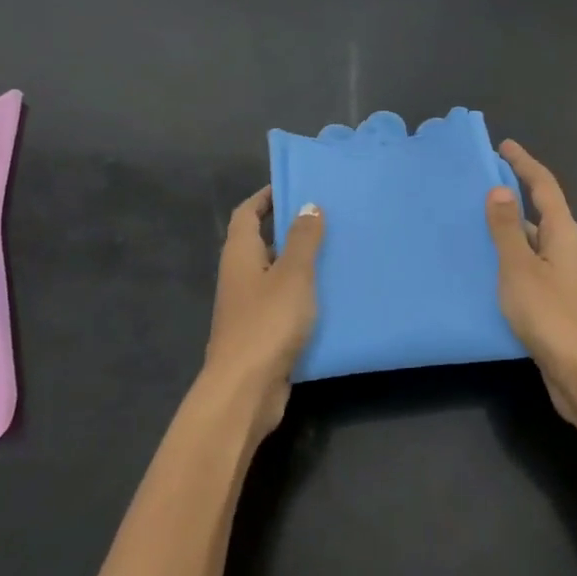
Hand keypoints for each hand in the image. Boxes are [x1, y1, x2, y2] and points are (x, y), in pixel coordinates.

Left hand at [204, 186, 324, 439]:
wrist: (246, 390)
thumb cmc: (268, 323)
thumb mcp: (293, 274)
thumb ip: (303, 239)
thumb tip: (308, 205)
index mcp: (240, 255)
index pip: (246, 214)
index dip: (265, 197)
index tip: (293, 185)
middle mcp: (240, 277)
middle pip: (261, 242)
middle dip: (289, 228)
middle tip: (326, 217)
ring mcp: (248, 308)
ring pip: (275, 275)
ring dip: (300, 263)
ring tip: (336, 251)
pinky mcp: (262, 334)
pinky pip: (284, 303)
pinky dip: (303, 295)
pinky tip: (332, 296)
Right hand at [484, 141, 576, 425]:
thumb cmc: (551, 315)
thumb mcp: (520, 268)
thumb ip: (507, 230)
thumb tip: (500, 190)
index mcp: (563, 233)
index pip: (544, 187)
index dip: (524, 164)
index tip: (504, 146)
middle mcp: (567, 249)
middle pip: (540, 211)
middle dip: (514, 194)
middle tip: (480, 183)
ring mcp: (563, 276)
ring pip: (533, 242)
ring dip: (509, 229)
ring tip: (474, 222)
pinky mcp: (556, 301)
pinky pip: (529, 266)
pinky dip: (510, 258)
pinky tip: (487, 268)